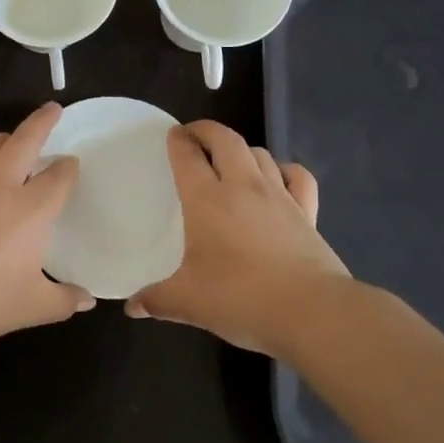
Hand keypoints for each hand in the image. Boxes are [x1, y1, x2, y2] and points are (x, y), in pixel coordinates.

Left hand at [0, 102, 91, 351]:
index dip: (69, 168)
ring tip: (15, 140)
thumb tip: (88, 300)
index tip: (72, 165)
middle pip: (25, 139)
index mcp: (31, 208)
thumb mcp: (31, 308)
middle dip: (43, 121)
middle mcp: (0, 185)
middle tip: (53, 109)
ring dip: (9, 135)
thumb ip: (64, 300)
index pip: (58, 175)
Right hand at [126, 120, 346, 355]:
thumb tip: (132, 307)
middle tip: (194, 136)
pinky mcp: (307, 211)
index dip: (178, 140)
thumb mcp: (188, 302)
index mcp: (207, 199)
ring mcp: (279, 195)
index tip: (172, 135)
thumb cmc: (240, 298)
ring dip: (241, 149)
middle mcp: (243, 186)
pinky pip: (296, 176)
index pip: (188, 155)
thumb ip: (156, 300)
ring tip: (229, 159)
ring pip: (259, 153)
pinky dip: (284, 169)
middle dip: (207, 131)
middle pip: (225, 140)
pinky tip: (277, 179)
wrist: (311, 311)